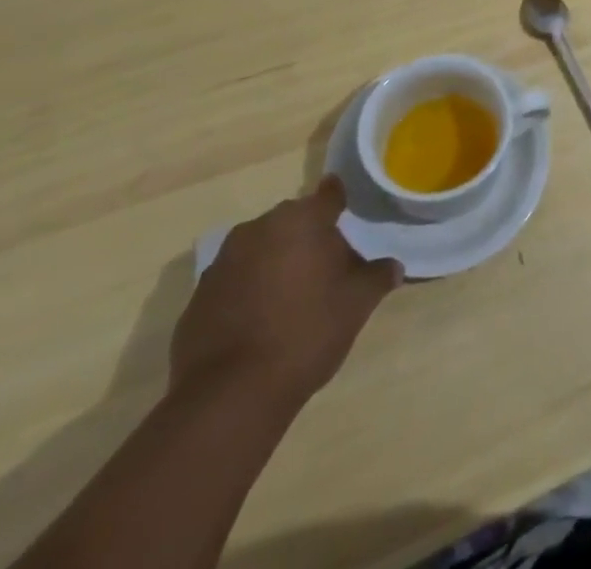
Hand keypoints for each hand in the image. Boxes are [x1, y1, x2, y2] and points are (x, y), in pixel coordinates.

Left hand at [170, 176, 401, 410]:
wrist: (230, 395)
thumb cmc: (306, 333)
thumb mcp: (357, 304)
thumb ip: (377, 277)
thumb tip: (393, 266)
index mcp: (302, 220)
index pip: (329, 195)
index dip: (340, 201)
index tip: (347, 212)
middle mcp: (260, 228)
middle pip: (293, 221)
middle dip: (308, 237)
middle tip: (326, 268)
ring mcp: (223, 261)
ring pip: (261, 248)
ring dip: (276, 262)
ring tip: (291, 297)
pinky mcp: (198, 296)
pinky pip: (234, 280)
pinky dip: (248, 290)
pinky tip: (259, 323)